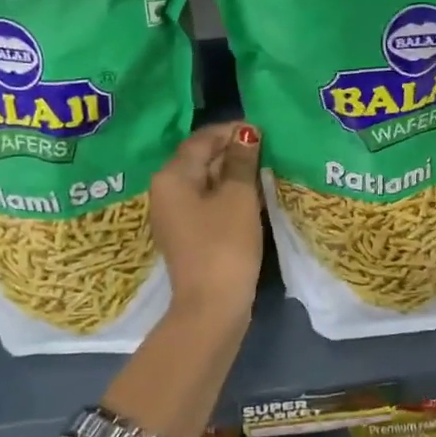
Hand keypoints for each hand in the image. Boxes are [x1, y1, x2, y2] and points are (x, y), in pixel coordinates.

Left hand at [149, 121, 263, 326]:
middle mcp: (166, 191)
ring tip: (266, 170)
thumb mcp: (238, 197)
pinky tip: (254, 196)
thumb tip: (246, 133)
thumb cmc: (225, 244)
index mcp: (172, 176)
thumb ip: (241, 161)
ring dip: (233, 174)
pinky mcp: (188, 234)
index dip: (232, 131)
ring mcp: (175, 215)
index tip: (263, 130)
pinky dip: (229, 195)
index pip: (202, 139)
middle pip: (201, 159)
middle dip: (234, 152)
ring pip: (206, 182)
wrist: (212, 306)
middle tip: (269, 150)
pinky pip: (207, 203)